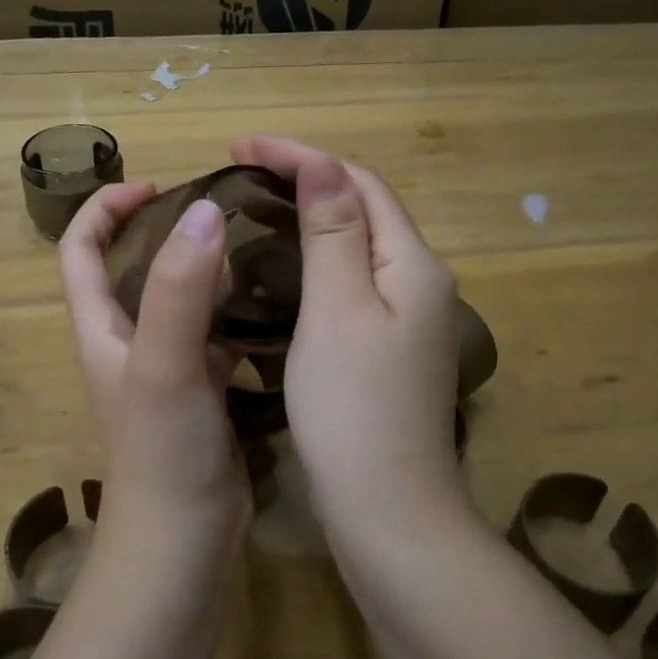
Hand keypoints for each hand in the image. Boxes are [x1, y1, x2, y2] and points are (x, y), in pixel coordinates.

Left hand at [58, 182, 250, 549]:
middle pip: (133, 268)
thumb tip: (204, 211)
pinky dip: (237, 311)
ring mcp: (166, 367)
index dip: (105, 208)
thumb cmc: (162, 451)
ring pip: (181, 300)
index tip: (155, 183)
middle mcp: (128, 341)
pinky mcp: (202, 390)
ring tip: (257, 243)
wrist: (183, 542)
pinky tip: (275, 301)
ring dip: (208, 269)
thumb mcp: (164, 362)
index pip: (79, 249)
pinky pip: (216, 335)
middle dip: (167, 230)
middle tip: (223, 210)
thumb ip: (180, 289)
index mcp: (101, 327)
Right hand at [230, 137, 464, 531]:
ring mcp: (405, 319)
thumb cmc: (354, 408)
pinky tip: (278, 269)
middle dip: (304, 179)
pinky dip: (313, 261)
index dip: (302, 156)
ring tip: (253, 207)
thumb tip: (323, 163)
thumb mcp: (338, 309)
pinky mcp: (387, 349)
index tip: (239, 146)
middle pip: (361, 208)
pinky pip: (349, 282)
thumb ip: (334, 232)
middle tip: (240, 171)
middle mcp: (418, 282)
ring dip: (307, 217)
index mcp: (411, 263)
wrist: (389, 512)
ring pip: (354, 246)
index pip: (358, 183)